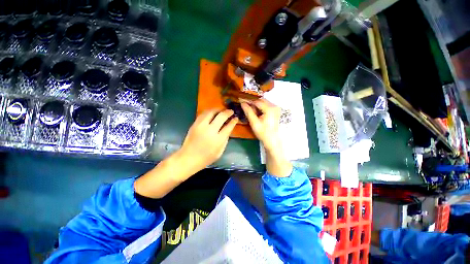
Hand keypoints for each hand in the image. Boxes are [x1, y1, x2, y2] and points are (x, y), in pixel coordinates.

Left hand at [134, 109, 236, 198]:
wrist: (188, 158)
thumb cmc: (206, 158)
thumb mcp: (220, 151)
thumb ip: (225, 139)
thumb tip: (228, 128)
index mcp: (218, 140)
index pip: (228, 126)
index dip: (233, 121)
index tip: (236, 118)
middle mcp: (210, 130)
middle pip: (221, 116)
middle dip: (227, 112)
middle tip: (231, 111)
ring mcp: (201, 126)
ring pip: (211, 112)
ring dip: (218, 110)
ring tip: (222, 110)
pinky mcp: (194, 124)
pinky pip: (203, 114)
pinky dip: (209, 112)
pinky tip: (213, 113)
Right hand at [241, 99, 280, 151]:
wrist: (272, 140)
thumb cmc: (263, 133)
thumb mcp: (254, 123)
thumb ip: (248, 112)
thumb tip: (242, 103)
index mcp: (269, 109)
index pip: (256, 101)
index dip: (248, 101)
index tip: (241, 102)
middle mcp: (274, 106)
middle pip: (261, 101)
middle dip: (253, 103)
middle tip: (246, 108)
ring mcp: (276, 108)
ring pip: (263, 103)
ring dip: (257, 106)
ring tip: (252, 113)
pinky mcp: (276, 111)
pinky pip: (267, 106)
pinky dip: (261, 108)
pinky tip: (258, 114)